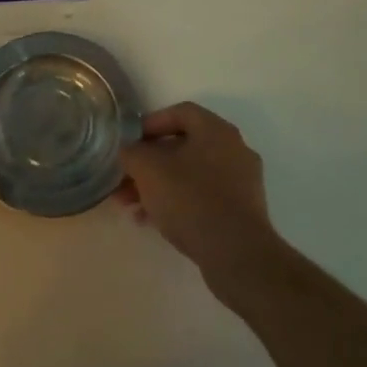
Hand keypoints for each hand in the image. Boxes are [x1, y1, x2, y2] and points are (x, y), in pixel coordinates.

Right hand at [118, 102, 281, 287]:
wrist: (237, 254)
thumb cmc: (191, 199)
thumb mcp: (149, 170)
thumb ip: (132, 152)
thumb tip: (129, 151)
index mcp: (216, 130)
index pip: (180, 112)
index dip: (151, 123)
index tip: (130, 141)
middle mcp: (234, 150)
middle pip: (183, 146)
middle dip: (149, 163)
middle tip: (125, 179)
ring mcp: (241, 182)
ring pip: (190, 174)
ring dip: (159, 186)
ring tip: (131, 206)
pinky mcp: (241, 211)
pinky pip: (203, 197)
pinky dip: (177, 202)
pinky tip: (153, 222)